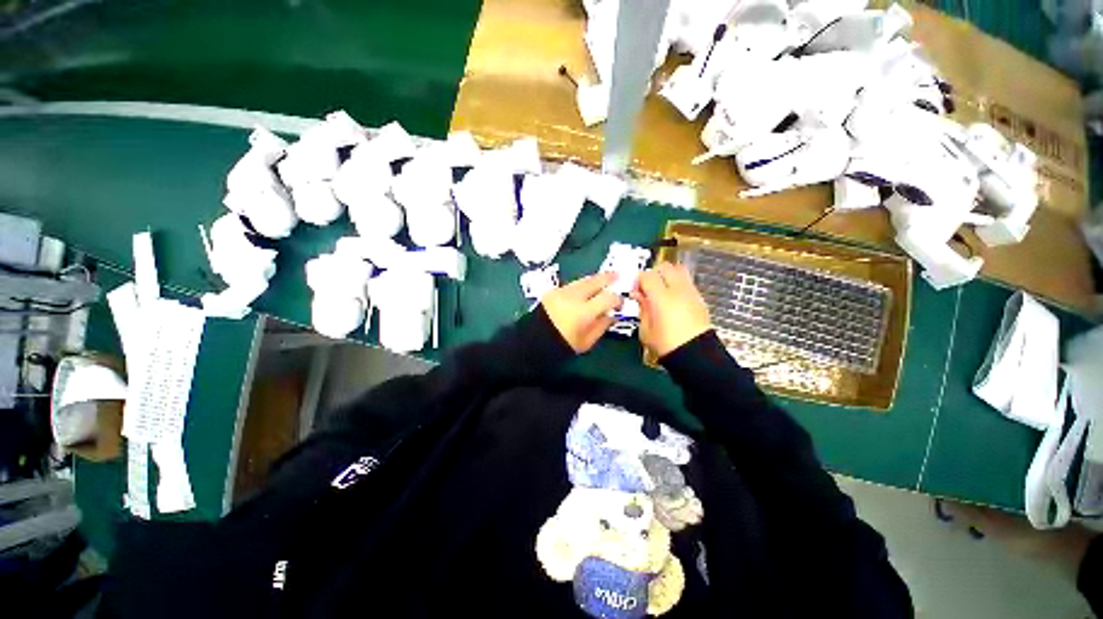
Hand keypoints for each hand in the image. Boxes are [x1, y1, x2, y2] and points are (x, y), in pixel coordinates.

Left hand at [541, 272, 621, 352]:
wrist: (534, 341)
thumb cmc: (563, 345)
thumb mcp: (587, 341)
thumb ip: (602, 325)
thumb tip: (612, 314)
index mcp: (584, 312)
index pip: (608, 298)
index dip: (618, 299)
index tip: (620, 303)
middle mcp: (574, 297)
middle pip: (596, 281)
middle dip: (609, 277)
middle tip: (618, 275)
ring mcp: (562, 291)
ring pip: (584, 280)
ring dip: (595, 279)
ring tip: (604, 279)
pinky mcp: (553, 290)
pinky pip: (573, 284)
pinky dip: (582, 284)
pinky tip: (586, 288)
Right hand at [632, 262, 711, 358]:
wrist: (696, 355)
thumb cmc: (667, 345)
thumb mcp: (646, 329)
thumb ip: (642, 307)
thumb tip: (637, 294)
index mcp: (662, 298)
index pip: (647, 275)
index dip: (638, 279)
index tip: (634, 288)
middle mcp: (678, 290)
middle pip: (665, 267)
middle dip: (653, 273)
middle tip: (647, 286)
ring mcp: (691, 292)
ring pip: (679, 270)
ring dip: (667, 275)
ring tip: (660, 290)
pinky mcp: (700, 298)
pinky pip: (686, 281)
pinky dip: (677, 283)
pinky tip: (671, 298)